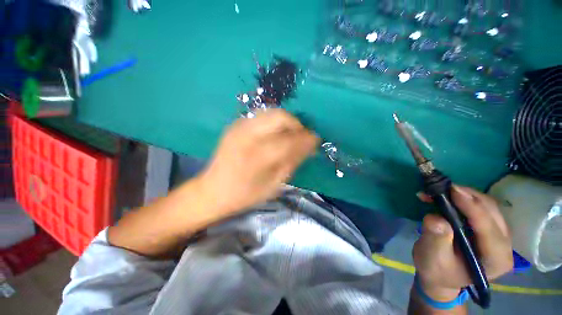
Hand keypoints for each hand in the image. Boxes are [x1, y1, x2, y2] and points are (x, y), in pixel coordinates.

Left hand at [199, 109, 318, 216]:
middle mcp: (247, 135)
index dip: (306, 138)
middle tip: (302, 137)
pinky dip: (274, 122)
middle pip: (280, 117)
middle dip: (297, 125)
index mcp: (257, 156)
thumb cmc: (245, 194)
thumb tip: (309, 146)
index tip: (316, 140)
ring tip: (291, 135)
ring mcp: (239, 127)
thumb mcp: (274, 185)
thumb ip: (292, 162)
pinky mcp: (235, 125)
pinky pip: (261, 116)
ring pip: (271, 112)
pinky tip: (275, 135)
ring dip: (286, 122)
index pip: (290, 140)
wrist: (212, 190)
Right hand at [413, 185, 512, 300]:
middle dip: (468, 197)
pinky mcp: (489, 227)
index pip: (489, 229)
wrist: (440, 274)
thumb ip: (436, 240)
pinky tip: (447, 196)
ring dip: (464, 195)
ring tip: (439, 191)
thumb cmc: (436, 270)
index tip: (452, 191)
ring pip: (488, 206)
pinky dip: (463, 197)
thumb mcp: (432, 258)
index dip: (472, 208)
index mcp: (495, 260)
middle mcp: (504, 246)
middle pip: (492, 213)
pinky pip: (481, 206)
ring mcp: (499, 235)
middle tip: (441, 188)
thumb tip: (436, 218)